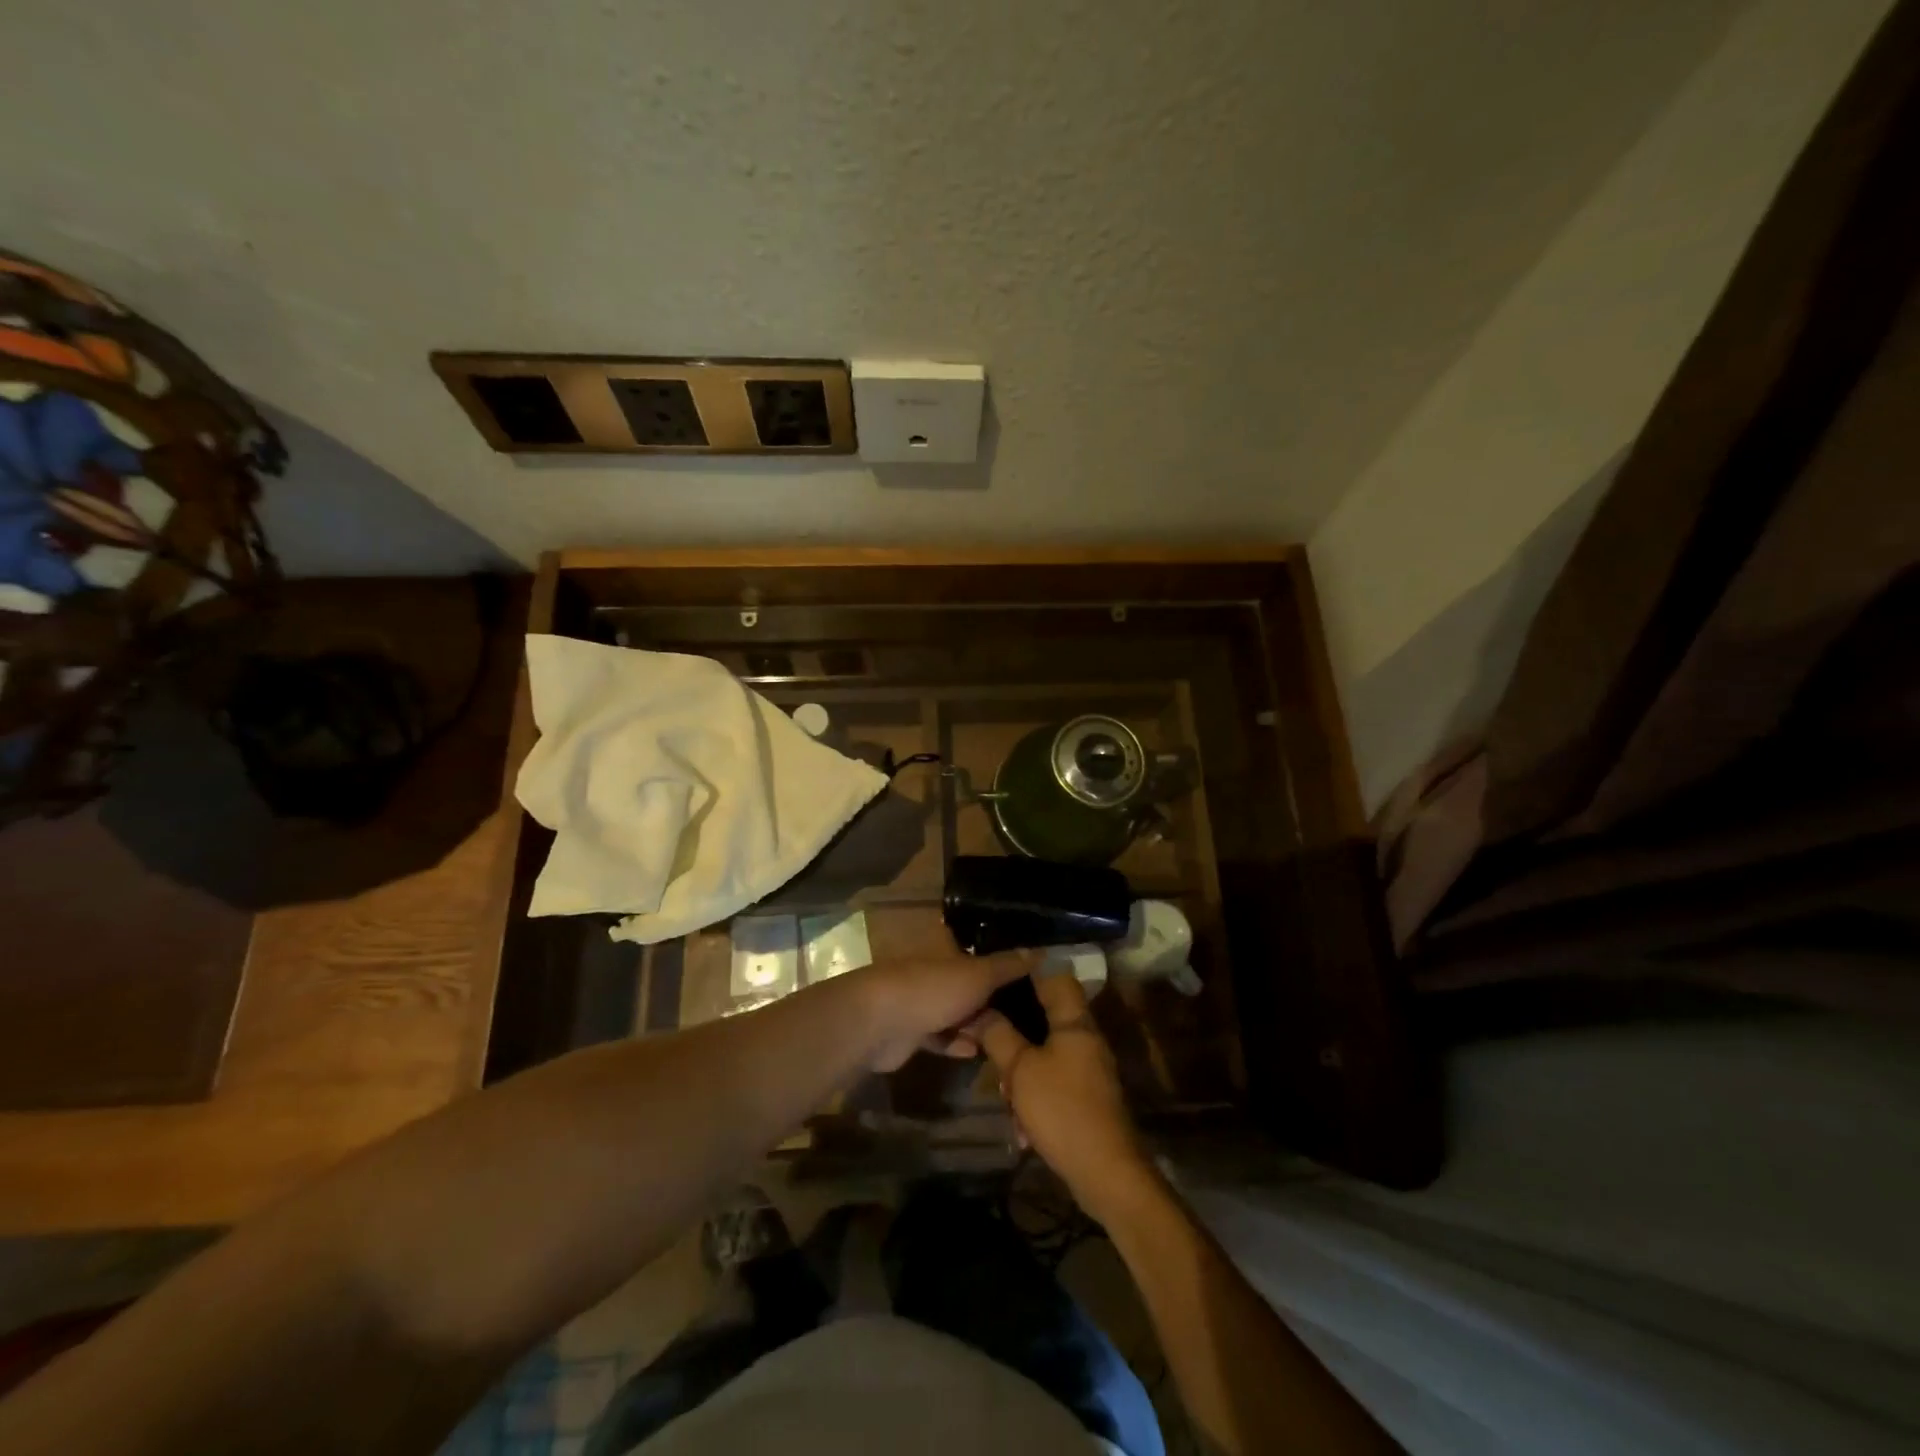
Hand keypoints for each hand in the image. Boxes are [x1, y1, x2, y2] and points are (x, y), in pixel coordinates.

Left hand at [854, 951, 1039, 1072]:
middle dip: (991, 996)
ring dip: (976, 1023)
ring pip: (955, 1010)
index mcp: (945, 949)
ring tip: (1008, 1035)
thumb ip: (1007, 966)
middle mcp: (933, 971)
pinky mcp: (911, 1033)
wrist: (880, 1023)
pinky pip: (940, 1037)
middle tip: (1026, 1012)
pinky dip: (957, 1043)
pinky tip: (977, 1052)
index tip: (1028, 972)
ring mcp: (920, 1001)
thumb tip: (1041, 950)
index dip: (999, 958)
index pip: (976, 948)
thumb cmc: (933, 988)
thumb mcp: (978, 974)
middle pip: (967, 982)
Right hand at [975, 974, 1158, 1221]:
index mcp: (1075, 1022)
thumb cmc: (1062, 1109)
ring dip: (1022, 1075)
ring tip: (1008, 1100)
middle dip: (1015, 1036)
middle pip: (1046, 1018)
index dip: (1028, 971)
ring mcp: (1089, 1069)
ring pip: (1046, 1055)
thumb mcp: (1020, 1070)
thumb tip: (980, 1010)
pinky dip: (1036, 1099)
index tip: (997, 976)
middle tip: (992, 1051)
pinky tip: (1023, 1128)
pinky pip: (1054, 1082)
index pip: (1055, 976)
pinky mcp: (1087, 1097)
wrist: (1107, 1173)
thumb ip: (998, 1036)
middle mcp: (1086, 1039)